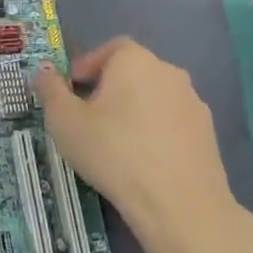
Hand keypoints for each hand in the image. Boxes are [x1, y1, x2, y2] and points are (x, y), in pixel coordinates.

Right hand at [35, 38, 252, 252]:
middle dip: (108, 89)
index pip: (109, 49)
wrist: (178, 203)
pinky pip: (171, 123)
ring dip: (133, 112)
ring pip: (153, 98)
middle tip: (87, 119)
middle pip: (132, 72)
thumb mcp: (65, 121)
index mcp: (135, 61)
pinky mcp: (208, 134)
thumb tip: (45, 72)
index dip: (87, 66)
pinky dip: (155, 133)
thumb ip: (50, 91)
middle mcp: (169, 72)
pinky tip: (142, 162)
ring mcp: (193, 103)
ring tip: (114, 144)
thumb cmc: (113, 152)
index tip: (71, 92)